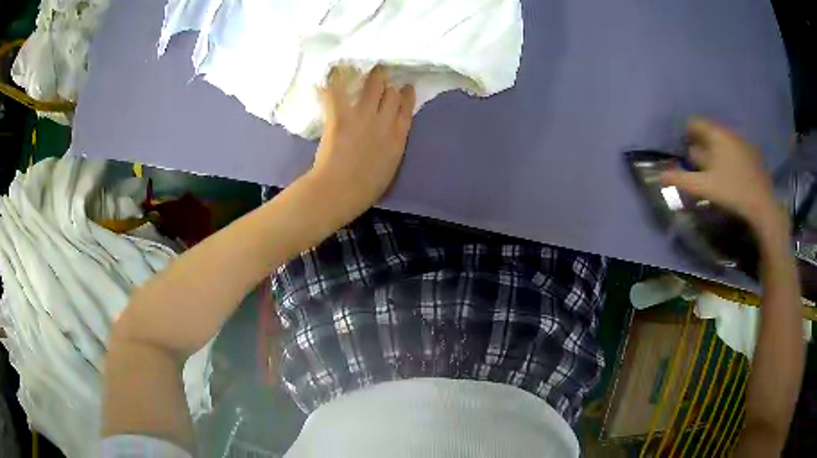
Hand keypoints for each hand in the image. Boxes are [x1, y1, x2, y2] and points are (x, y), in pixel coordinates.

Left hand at [306, 66, 415, 220]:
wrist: (339, 191)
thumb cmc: (364, 189)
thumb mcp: (389, 167)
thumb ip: (392, 146)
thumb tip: (389, 136)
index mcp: (398, 137)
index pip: (406, 108)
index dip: (406, 95)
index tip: (405, 87)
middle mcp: (384, 121)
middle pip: (391, 93)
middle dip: (388, 83)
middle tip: (381, 75)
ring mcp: (362, 116)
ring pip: (373, 84)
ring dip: (371, 75)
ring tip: (366, 68)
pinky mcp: (341, 115)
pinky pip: (337, 91)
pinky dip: (334, 81)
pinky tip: (331, 74)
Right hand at [661, 117, 786, 233]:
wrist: (763, 206)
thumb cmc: (732, 192)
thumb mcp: (704, 187)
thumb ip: (682, 179)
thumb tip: (660, 176)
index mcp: (717, 134)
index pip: (695, 122)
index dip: (686, 135)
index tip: (685, 152)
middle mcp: (729, 132)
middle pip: (709, 131)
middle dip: (701, 144)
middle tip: (698, 165)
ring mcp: (743, 142)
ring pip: (723, 140)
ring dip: (715, 150)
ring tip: (715, 171)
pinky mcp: (753, 154)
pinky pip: (735, 148)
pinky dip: (729, 156)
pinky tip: (732, 175)